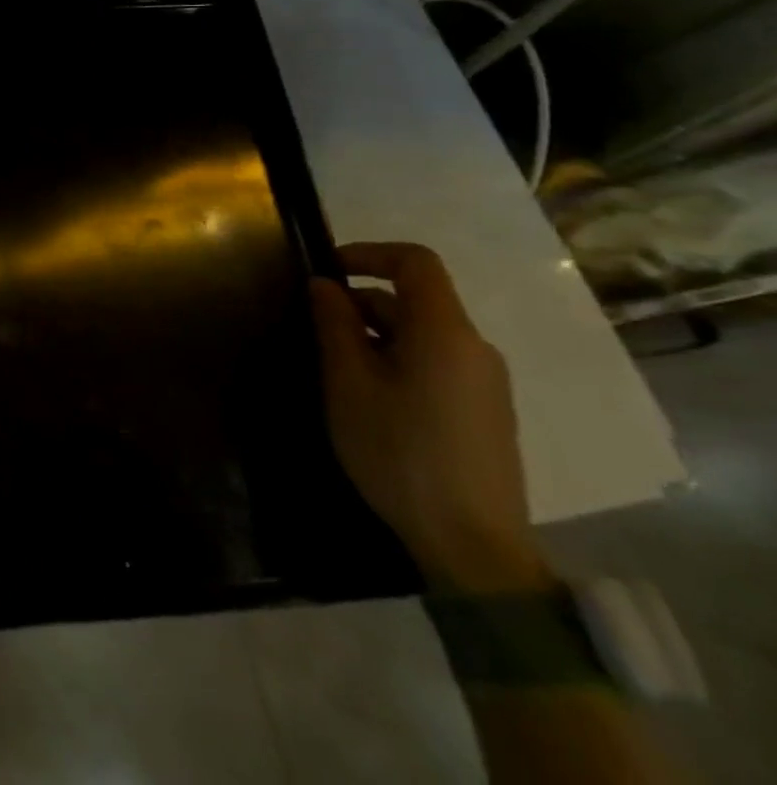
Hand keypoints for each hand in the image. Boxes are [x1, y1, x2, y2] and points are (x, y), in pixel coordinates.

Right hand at [311, 242, 552, 594]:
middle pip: (416, 300)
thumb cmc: (399, 451)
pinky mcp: (485, 412)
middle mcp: (475, 348)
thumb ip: (335, 324)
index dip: (368, 253)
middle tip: (315, 330)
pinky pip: (437, 363)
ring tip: (336, 369)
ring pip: (423, 334)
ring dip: (376, 334)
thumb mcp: (348, 382)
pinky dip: (398, 359)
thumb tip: (325, 284)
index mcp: (446, 333)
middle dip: (361, 303)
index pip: (416, 262)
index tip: (325, 270)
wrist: (472, 545)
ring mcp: (485, 383)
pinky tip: (371, 398)